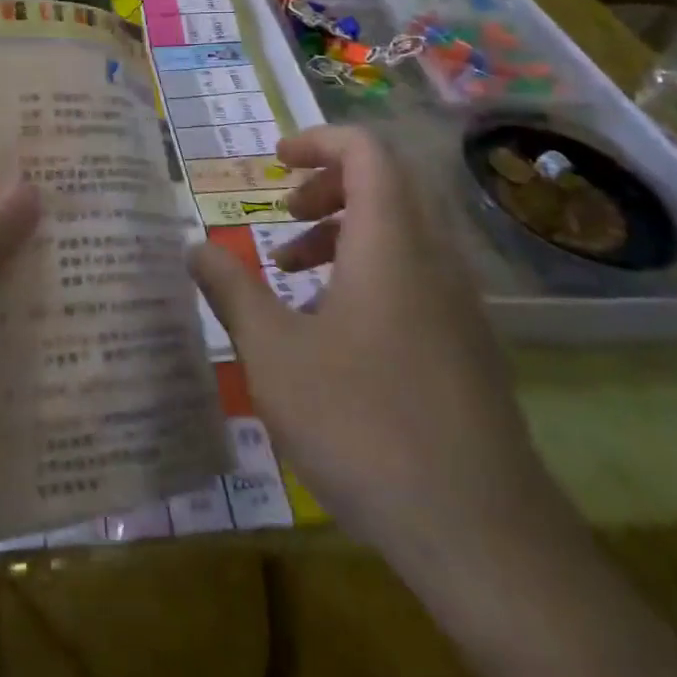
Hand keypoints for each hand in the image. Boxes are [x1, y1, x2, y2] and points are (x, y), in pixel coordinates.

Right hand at [189, 121, 559, 565]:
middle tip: (284, 215)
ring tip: (294, 274)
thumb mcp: (275, 355)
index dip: (317, 140)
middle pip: (387, 183)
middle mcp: (434, 256)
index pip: (366, 150)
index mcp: (391, 240)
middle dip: (328, 186)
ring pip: (402, 231)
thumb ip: (232, 291)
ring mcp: (460, 301)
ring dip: (346, 231)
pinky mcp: (469, 343)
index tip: (274, 162)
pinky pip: (417, 274)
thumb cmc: (364, 424)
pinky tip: (334, 332)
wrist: (483, 536)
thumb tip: (193, 248)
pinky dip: (371, 271)